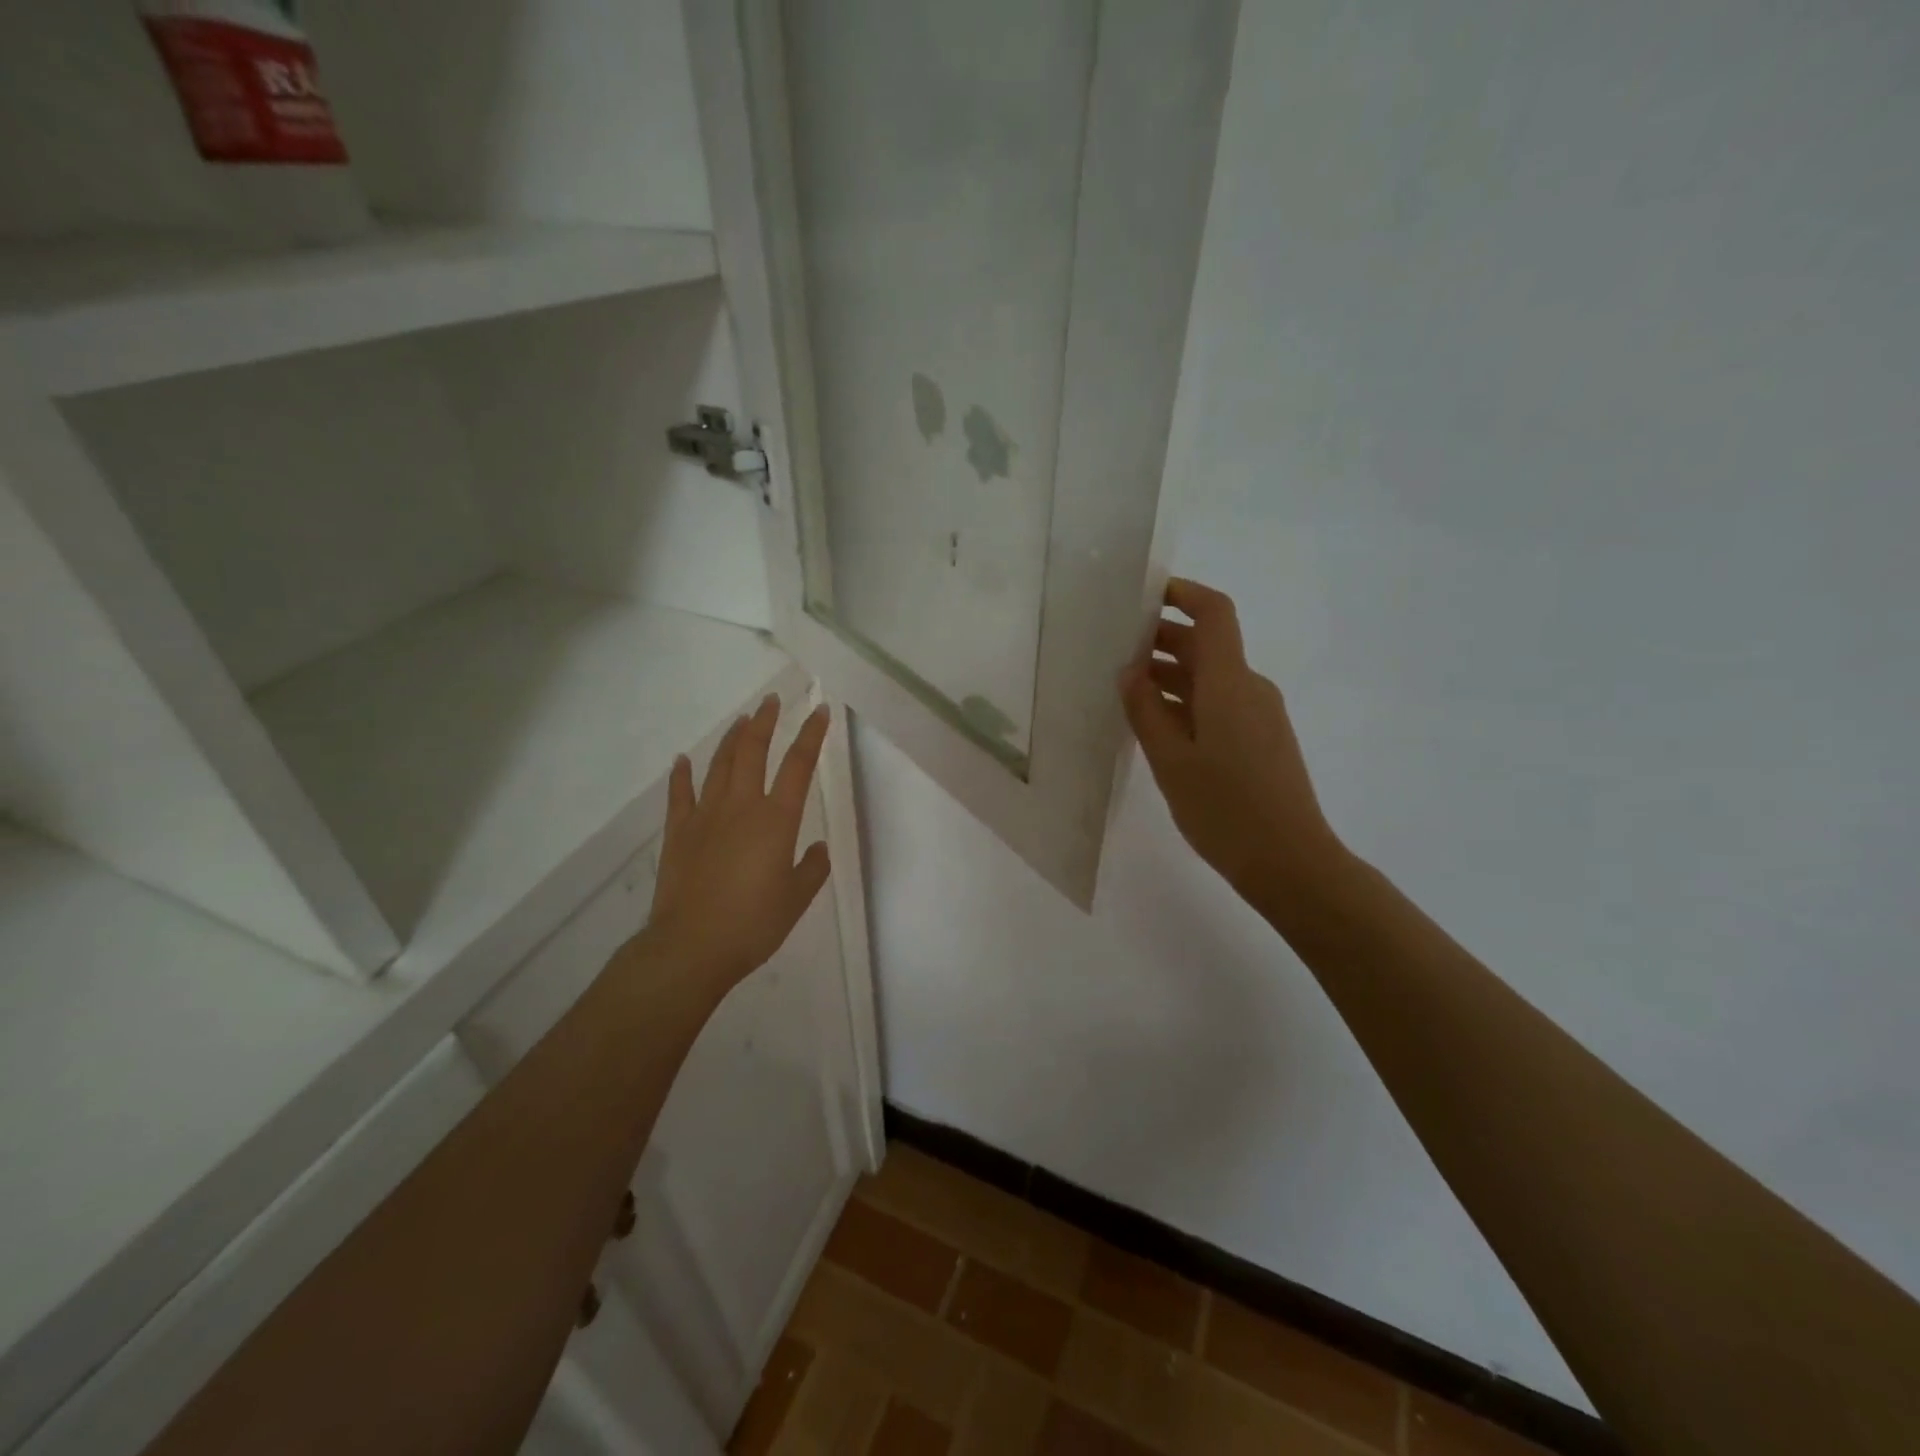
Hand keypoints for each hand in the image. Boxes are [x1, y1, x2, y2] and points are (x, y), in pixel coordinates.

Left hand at [646, 695, 831, 989]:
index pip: (798, 765)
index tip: (820, 710)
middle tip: (772, 700)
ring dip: (732, 739)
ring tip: (742, 720)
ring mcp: (705, 816)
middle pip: (753, 752)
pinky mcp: (678, 832)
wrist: (691, 946)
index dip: (811, 735)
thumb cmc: (753, 924)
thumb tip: (817, 849)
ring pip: (719, 765)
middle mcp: (741, 807)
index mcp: (776, 820)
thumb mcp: (797, 899)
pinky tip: (683, 760)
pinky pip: (680, 794)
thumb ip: (812, 869)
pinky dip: (682, 774)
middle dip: (765, 722)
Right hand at [1120, 579, 1349, 913]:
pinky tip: (1157, 726)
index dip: (1183, 594)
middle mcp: (1250, 688)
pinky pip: (1220, 704)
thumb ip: (1146, 710)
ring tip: (1125, 691)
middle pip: (1208, 645)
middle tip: (1114, 651)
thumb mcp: (1171, 761)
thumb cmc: (1225, 810)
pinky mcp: (1261, 740)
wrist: (1290, 862)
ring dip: (1171, 674)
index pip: (1214, 613)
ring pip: (1211, 677)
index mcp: (1229, 683)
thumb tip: (1130, 671)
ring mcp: (1260, 715)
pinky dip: (1187, 702)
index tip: (1143, 595)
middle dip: (1162, 639)